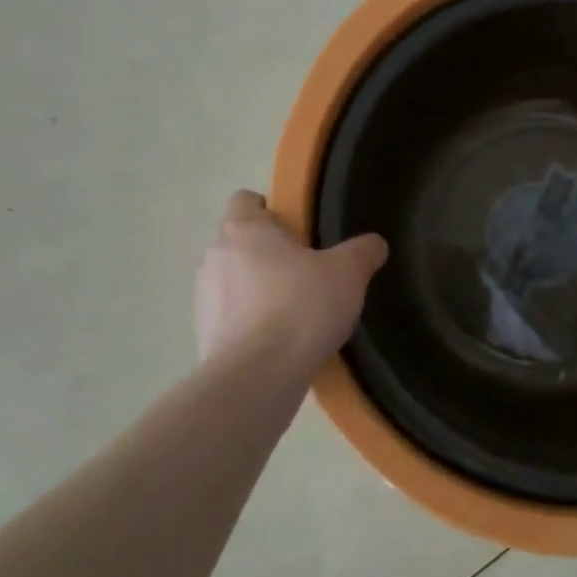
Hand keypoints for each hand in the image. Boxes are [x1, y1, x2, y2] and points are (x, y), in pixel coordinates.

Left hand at [194, 191, 387, 370]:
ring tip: (294, 314)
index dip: (271, 210)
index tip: (298, 232)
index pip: (245, 200)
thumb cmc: (301, 307)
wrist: (258, 376)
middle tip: (306, 274)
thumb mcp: (348, 273)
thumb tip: (374, 243)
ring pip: (233, 282)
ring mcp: (202, 298)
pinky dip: (249, 325)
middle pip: (240, 243)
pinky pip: (229, 319)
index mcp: (244, 229)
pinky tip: (279, 344)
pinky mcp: (203, 335)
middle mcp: (214, 256)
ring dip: (257, 291)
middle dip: (268, 254)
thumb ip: (362, 252)